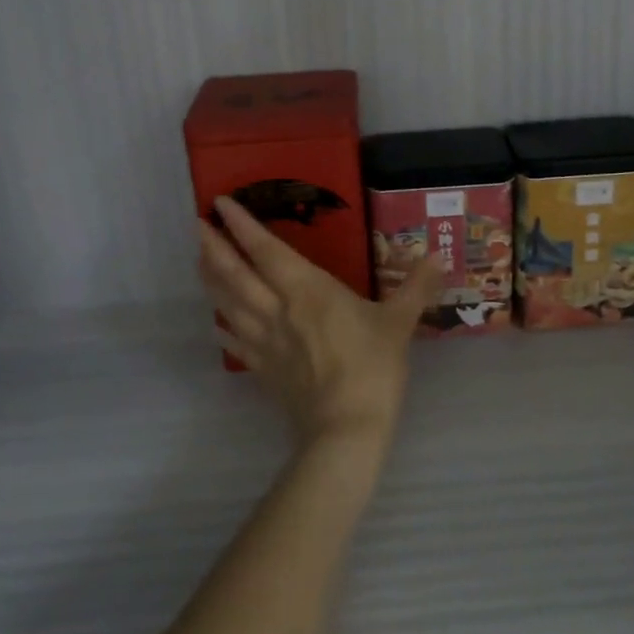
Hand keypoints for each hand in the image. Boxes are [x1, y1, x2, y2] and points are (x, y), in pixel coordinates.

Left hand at [198, 196, 442, 449]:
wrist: (346, 429)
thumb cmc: (372, 367)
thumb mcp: (399, 322)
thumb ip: (416, 287)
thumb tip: (437, 257)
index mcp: (307, 290)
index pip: (266, 250)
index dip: (242, 226)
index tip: (221, 203)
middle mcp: (277, 309)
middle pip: (235, 274)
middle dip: (213, 247)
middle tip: (196, 225)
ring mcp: (265, 341)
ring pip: (228, 303)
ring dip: (210, 279)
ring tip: (199, 260)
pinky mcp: (263, 369)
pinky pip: (235, 341)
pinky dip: (221, 325)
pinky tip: (214, 320)